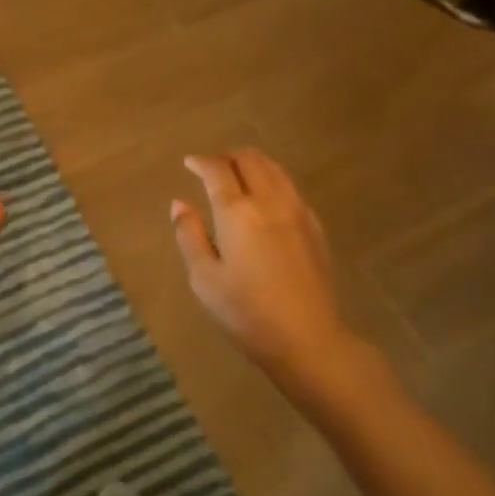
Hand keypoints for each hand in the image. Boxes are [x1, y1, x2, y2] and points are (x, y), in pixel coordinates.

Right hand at [170, 149, 349, 376]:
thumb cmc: (246, 312)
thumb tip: (180, 204)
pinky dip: (272, 181)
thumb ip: (189, 235)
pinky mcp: (315, 227)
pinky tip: (265, 199)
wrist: (308, 339)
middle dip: (228, 157)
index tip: (190, 163)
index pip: (217, 170)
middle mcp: (270, 201)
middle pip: (250, 159)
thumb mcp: (204, 278)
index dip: (201, 162)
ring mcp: (297, 212)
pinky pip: (290, 188)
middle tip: (212, 167)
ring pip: (275, 169)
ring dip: (253, 164)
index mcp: (238, 212)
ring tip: (238, 175)